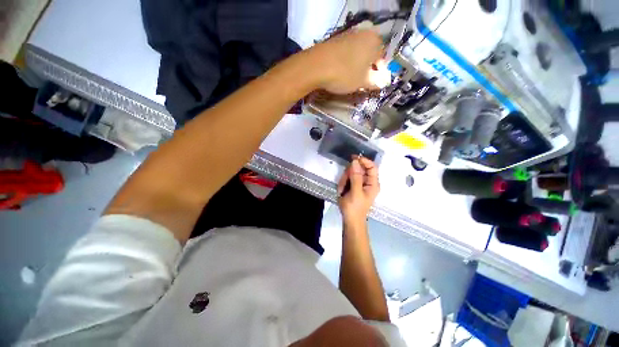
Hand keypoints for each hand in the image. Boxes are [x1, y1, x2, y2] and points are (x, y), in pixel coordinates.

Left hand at [308, 28, 387, 93]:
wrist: (316, 66)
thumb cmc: (345, 74)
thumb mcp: (363, 82)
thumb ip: (376, 81)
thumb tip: (383, 82)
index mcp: (375, 41)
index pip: (382, 58)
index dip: (378, 73)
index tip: (372, 84)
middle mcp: (363, 33)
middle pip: (370, 54)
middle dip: (367, 69)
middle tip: (361, 82)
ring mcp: (348, 35)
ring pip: (358, 53)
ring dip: (357, 66)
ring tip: (350, 79)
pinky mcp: (335, 40)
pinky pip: (346, 52)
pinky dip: (346, 62)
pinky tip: (340, 71)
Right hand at [337, 157, 379, 225]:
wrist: (350, 220)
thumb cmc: (355, 208)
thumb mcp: (355, 192)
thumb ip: (355, 177)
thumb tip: (355, 161)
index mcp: (373, 183)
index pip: (372, 166)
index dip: (364, 161)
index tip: (353, 158)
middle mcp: (367, 181)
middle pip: (359, 168)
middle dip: (349, 174)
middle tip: (344, 182)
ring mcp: (359, 183)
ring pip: (351, 172)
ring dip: (344, 179)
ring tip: (342, 190)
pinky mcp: (353, 185)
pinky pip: (347, 178)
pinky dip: (343, 183)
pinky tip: (341, 191)